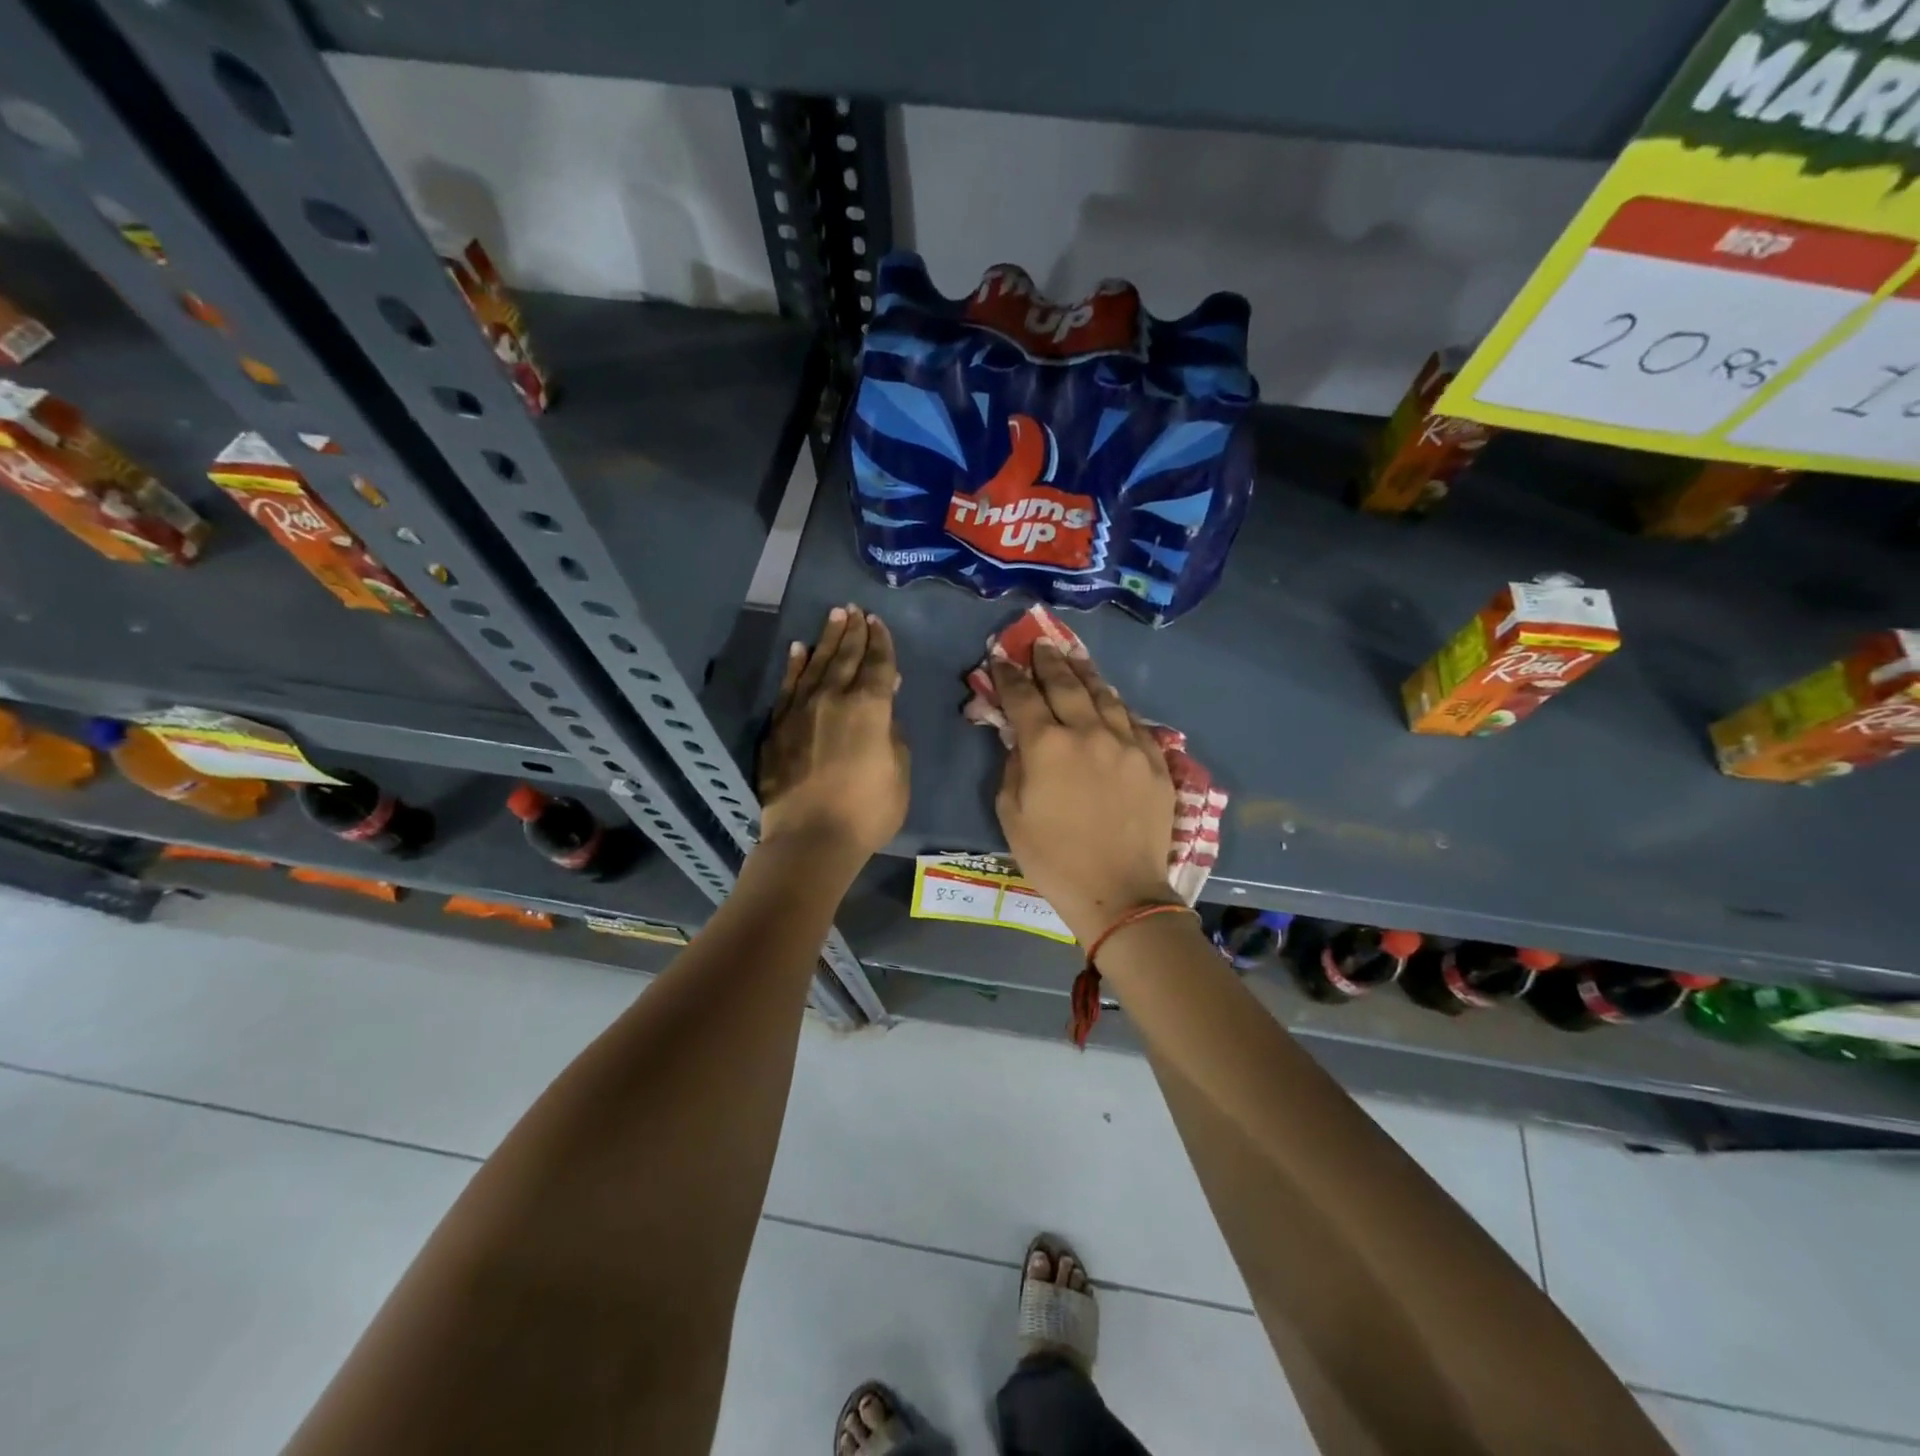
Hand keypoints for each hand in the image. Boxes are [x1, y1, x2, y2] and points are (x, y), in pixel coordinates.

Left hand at [757, 604, 908, 861]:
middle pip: (846, 656)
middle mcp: (834, 698)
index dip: (881, 641)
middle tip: (855, 610)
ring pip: (817, 664)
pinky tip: (799, 649)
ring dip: (827, 639)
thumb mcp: (899, 773)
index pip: (878, 664)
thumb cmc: (867, 811)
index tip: (878, 622)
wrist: (809, 838)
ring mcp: (801, 709)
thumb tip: (886, 702)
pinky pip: (789, 686)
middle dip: (853, 631)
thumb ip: (894, 732)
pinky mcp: (778, 726)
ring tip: (834, 616)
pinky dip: (796, 665)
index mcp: (870, 707)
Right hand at [991, 641, 1177, 944]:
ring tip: (1074, 657)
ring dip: (1085, 673)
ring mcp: (1128, 743)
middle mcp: (1089, 732)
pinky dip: (1116, 705)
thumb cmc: (1053, 858)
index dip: (1009, 675)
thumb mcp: (1011, 814)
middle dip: (1049, 661)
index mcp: (1048, 745)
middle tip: (1040, 643)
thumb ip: (1014, 766)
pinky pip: (1133, 720)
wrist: (1118, 891)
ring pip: (1105, 695)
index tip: (1001, 658)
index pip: (1023, 696)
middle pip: (1067, 684)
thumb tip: (1020, 739)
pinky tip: (1110, 699)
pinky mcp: (1155, 760)